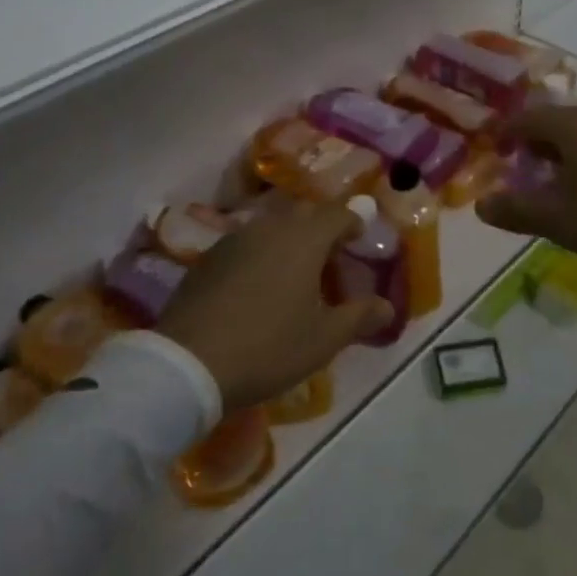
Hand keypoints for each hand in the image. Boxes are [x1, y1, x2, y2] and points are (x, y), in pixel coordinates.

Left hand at [158, 195, 394, 410]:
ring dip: (290, 238)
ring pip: (273, 225)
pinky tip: (259, 282)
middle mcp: (271, 226)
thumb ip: (359, 317)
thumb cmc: (268, 347)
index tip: (361, 237)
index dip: (354, 222)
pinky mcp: (210, 256)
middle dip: (322, 227)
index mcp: (305, 238)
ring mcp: (236, 238)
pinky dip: (262, 252)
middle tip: (331, 253)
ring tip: (296, 268)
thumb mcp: (322, 339)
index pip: (338, 214)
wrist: (188, 362)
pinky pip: (247, 242)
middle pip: (305, 213)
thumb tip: (387, 306)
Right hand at [477, 104, 576, 311]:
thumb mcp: (561, 222)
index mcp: (575, 126)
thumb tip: (481, 204)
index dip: (507, 133)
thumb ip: (518, 210)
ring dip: (567, 153)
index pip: (528, 118)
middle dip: (537, 144)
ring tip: (560, 184)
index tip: (495, 151)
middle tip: (523, 171)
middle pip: (559, 122)